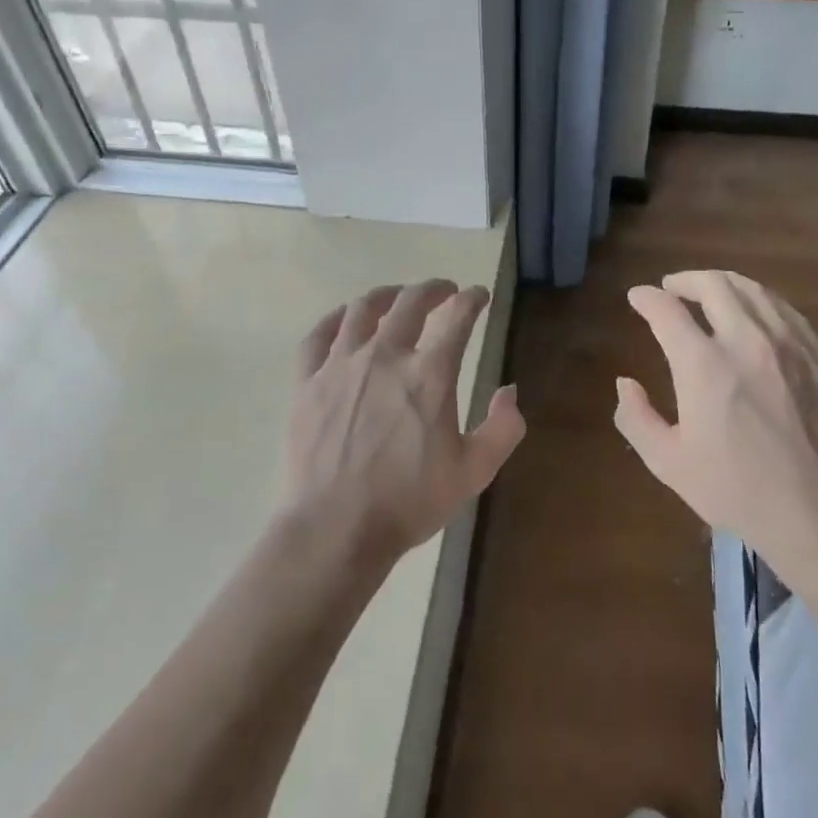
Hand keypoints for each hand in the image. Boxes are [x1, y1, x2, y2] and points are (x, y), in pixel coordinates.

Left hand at [284, 280, 524, 562]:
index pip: (457, 319)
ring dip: (386, 296)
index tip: (478, 296)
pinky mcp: (307, 382)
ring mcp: (340, 366)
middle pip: (410, 303)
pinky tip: (345, 319)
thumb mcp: (473, 472)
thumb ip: (502, 429)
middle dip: (432, 289)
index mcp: (429, 375)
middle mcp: (385, 357)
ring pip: (362, 310)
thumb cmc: (409, 502)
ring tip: (397, 297)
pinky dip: (336, 319)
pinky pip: (318, 335)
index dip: (472, 300)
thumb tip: (510, 392)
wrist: (335, 528)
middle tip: (443, 290)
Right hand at [614, 270, 817, 555]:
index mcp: (704, 366)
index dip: (647, 298)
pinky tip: (755, 312)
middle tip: (672, 287)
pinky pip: (785, 309)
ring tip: (710, 291)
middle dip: (685, 280)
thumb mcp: (668, 462)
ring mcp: (789, 344)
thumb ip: (636, 418)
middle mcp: (746, 340)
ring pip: (753, 290)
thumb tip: (625, 383)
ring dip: (723, 284)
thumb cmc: (736, 489)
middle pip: (714, 285)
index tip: (638, 297)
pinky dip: (760, 300)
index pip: (667, 310)